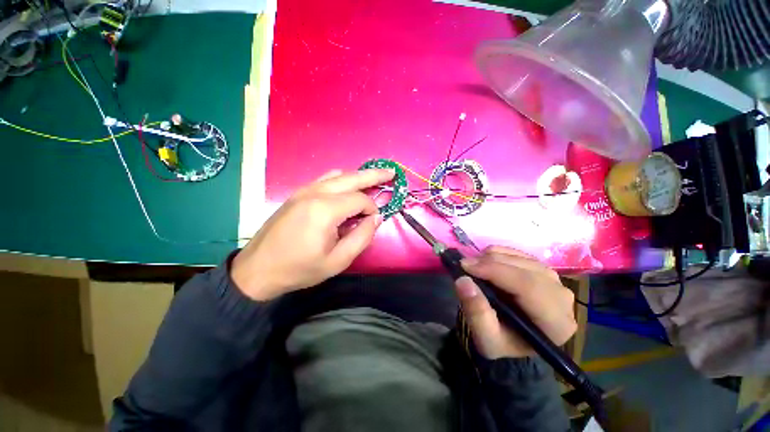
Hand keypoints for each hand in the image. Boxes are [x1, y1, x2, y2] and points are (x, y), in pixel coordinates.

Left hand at [231, 169, 393, 300]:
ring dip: (357, 176)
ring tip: (373, 179)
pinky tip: (347, 187)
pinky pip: (325, 179)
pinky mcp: (297, 194)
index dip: (372, 209)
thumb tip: (377, 218)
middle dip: (374, 175)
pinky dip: (342, 180)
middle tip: (391, 172)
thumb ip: (362, 237)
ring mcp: (304, 190)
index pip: (360, 200)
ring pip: (338, 175)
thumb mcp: (338, 260)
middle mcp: (315, 192)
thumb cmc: (299, 269)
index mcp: (325, 210)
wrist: (257, 269)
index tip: (373, 222)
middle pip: (352, 177)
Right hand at [454, 246, 576, 358]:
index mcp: (556, 324)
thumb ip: (476, 313)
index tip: (466, 266)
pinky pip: (520, 254)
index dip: (496, 272)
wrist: (513, 339)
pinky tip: (486, 262)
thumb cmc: (502, 342)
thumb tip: (463, 281)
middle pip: (526, 270)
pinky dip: (500, 253)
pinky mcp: (544, 271)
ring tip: (473, 265)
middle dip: (491, 263)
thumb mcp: (486, 338)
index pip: (528, 287)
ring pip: (522, 259)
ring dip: (493, 258)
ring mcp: (555, 282)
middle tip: (465, 264)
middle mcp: (562, 299)